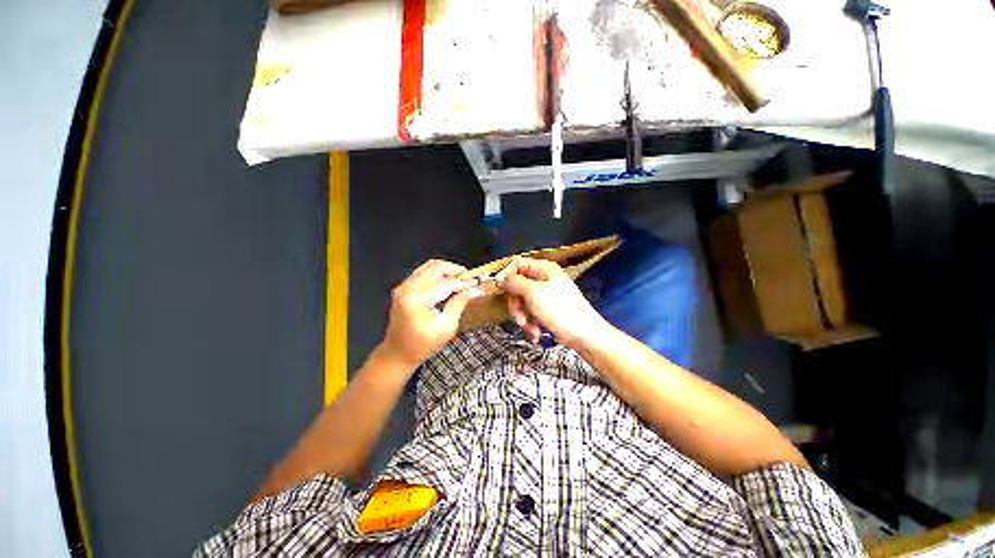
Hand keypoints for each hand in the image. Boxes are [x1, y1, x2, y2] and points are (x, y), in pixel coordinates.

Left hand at [381, 259, 483, 368]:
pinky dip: (437, 274)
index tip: (478, 284)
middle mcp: (408, 288)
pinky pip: (423, 272)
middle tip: (469, 279)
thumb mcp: (446, 327)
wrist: (398, 353)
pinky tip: (447, 283)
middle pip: (436, 267)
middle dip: (455, 270)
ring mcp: (403, 286)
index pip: (445, 283)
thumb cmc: (423, 345)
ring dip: (447, 270)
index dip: (464, 283)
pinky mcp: (404, 287)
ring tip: (460, 280)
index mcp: (417, 299)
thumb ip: (459, 303)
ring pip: (429, 266)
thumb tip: (474, 289)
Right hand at [497, 258, 611, 348]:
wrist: (584, 335)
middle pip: (516, 287)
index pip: (517, 264)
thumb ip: (514, 283)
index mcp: (543, 269)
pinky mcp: (545, 310)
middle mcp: (542, 280)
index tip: (500, 290)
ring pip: (521, 303)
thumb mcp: (533, 293)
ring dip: (523, 318)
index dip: (506, 276)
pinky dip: (530, 324)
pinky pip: (529, 313)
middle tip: (521, 319)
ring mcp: (544, 296)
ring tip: (533, 330)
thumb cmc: (560, 310)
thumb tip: (500, 277)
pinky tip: (536, 334)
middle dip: (517, 306)